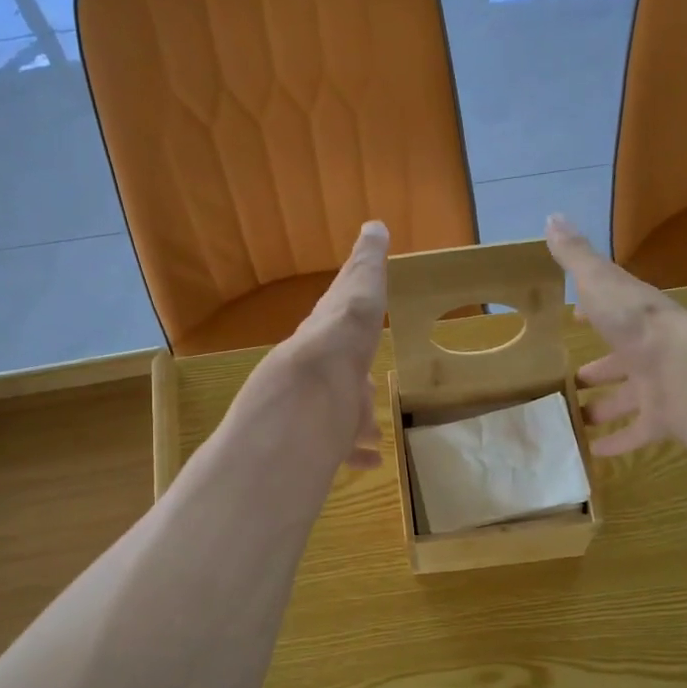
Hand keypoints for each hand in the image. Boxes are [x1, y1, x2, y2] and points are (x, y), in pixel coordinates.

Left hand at [273, 221, 389, 469]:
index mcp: (329, 334)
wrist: (311, 388)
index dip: (351, 331)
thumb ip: (367, 262)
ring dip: (357, 423)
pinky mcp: (322, 438)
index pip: (340, 327)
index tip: (358, 339)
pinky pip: (342, 448)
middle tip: (368, 391)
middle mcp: (320, 371)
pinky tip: (371, 461)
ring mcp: (320, 406)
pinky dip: (357, 453)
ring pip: (341, 415)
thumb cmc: (344, 336)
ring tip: (373, 433)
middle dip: (353, 385)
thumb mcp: (362, 288)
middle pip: (340, 377)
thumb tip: (374, 225)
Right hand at [546, 214, 686, 456]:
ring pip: (627, 398)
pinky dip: (618, 442)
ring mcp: (658, 387)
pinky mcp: (664, 419)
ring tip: (574, 418)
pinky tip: (595, 453)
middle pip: (619, 360)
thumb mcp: (602, 284)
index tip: (574, 317)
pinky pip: (637, 432)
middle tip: (571, 379)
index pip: (611, 311)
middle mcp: (648, 351)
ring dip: (604, 407)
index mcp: (635, 318)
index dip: (592, 312)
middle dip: (598, 368)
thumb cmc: (639, 326)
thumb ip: (577, 258)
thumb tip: (552, 217)